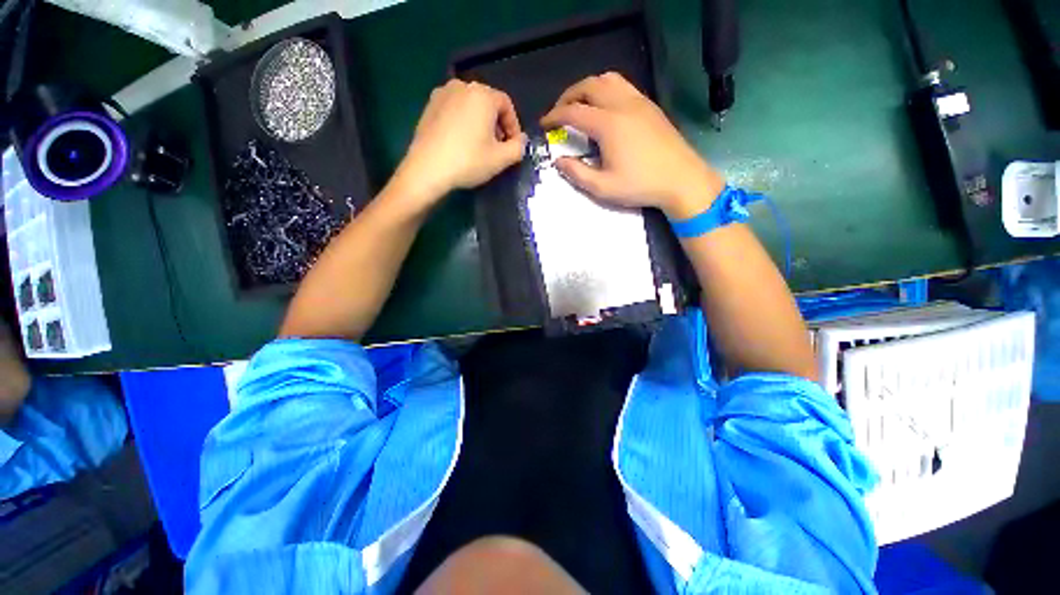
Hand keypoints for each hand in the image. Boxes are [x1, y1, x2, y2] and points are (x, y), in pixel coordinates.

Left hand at [392, 80, 526, 212]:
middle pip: (488, 103)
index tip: (513, 145)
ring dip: (480, 123)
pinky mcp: (429, 106)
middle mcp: (462, 86)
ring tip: (479, 146)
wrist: (427, 169)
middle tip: (498, 147)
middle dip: (497, 124)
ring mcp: (442, 94)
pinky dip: (463, 122)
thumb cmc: (468, 161)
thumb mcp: (501, 159)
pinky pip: (454, 110)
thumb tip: (521, 140)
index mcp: (482, 95)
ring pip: (470, 106)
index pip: (506, 104)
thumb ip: (518, 147)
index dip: (514, 126)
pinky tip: (461, 143)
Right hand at [540, 72, 724, 219]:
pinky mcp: (650, 106)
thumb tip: (559, 162)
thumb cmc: (640, 186)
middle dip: (568, 96)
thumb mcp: (603, 187)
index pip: (573, 112)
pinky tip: (605, 108)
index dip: (554, 116)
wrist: (681, 179)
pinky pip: (623, 86)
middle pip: (589, 86)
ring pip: (607, 79)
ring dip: (588, 88)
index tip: (544, 124)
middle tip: (559, 112)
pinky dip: (606, 89)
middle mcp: (622, 104)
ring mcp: (639, 102)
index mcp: (608, 124)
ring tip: (580, 105)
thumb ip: (577, 173)